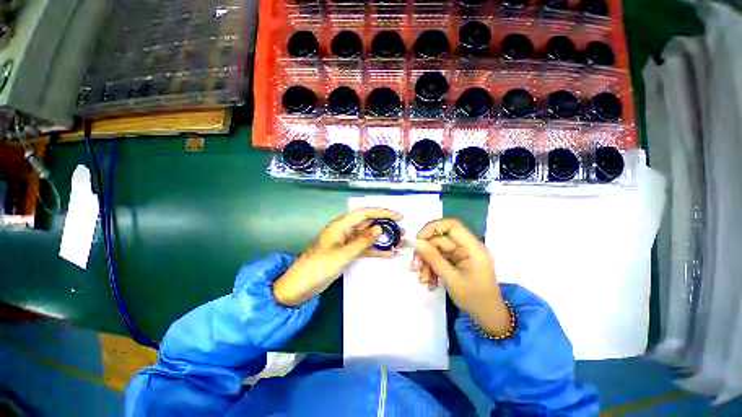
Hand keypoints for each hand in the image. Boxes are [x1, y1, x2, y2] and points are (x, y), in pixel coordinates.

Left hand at [273, 208, 402, 305]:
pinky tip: (389, 254)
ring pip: (368, 236)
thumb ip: (362, 241)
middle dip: (385, 226)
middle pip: (368, 223)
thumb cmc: (319, 267)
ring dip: (383, 239)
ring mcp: (347, 241)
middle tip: (402, 231)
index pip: (365, 213)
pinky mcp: (347, 252)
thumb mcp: (343, 254)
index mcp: (341, 225)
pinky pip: (364, 248)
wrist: (301, 285)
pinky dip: (375, 250)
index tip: (399, 217)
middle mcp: (345, 230)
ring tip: (400, 242)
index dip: (383, 213)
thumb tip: (380, 228)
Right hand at [411, 219, 510, 336]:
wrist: (488, 318)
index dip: (433, 228)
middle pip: (439, 240)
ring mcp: (461, 255)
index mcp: (472, 247)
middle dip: (425, 254)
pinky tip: (429, 283)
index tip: (419, 239)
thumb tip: (415, 241)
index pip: (451, 225)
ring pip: (437, 251)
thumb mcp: (451, 278)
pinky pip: (440, 260)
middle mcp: (466, 247)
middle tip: (414, 268)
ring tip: (422, 281)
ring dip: (426, 264)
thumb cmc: (474, 299)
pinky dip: (432, 270)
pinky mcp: (456, 262)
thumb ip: (433, 258)